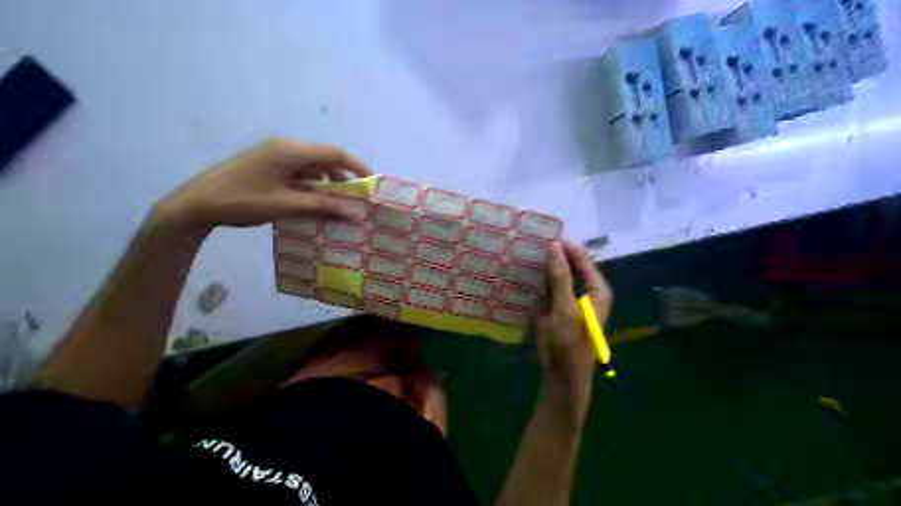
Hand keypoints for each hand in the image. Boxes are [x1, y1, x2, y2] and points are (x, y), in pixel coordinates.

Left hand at [153, 139, 371, 233]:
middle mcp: (285, 147)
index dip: (358, 167)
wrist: (195, 204)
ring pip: (312, 167)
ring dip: (326, 185)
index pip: (336, 153)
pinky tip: (311, 203)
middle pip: (325, 159)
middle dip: (343, 180)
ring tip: (334, 207)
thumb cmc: (243, 202)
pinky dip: (310, 186)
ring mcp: (274, 155)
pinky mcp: (267, 165)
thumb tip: (356, 213)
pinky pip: (298, 172)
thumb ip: (324, 207)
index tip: (373, 185)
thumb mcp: (287, 206)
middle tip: (354, 202)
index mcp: (291, 150)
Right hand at [533, 239, 611, 426]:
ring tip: (524, 248)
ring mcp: (568, 298)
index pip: (582, 260)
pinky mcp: (554, 306)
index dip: (566, 246)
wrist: (561, 373)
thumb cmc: (570, 342)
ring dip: (543, 265)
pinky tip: (522, 268)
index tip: (546, 231)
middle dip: (553, 254)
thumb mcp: (565, 308)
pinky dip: (536, 278)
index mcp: (597, 290)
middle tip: (532, 237)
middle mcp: (584, 291)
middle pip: (569, 266)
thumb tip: (554, 247)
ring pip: (556, 275)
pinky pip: (546, 286)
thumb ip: (560, 277)